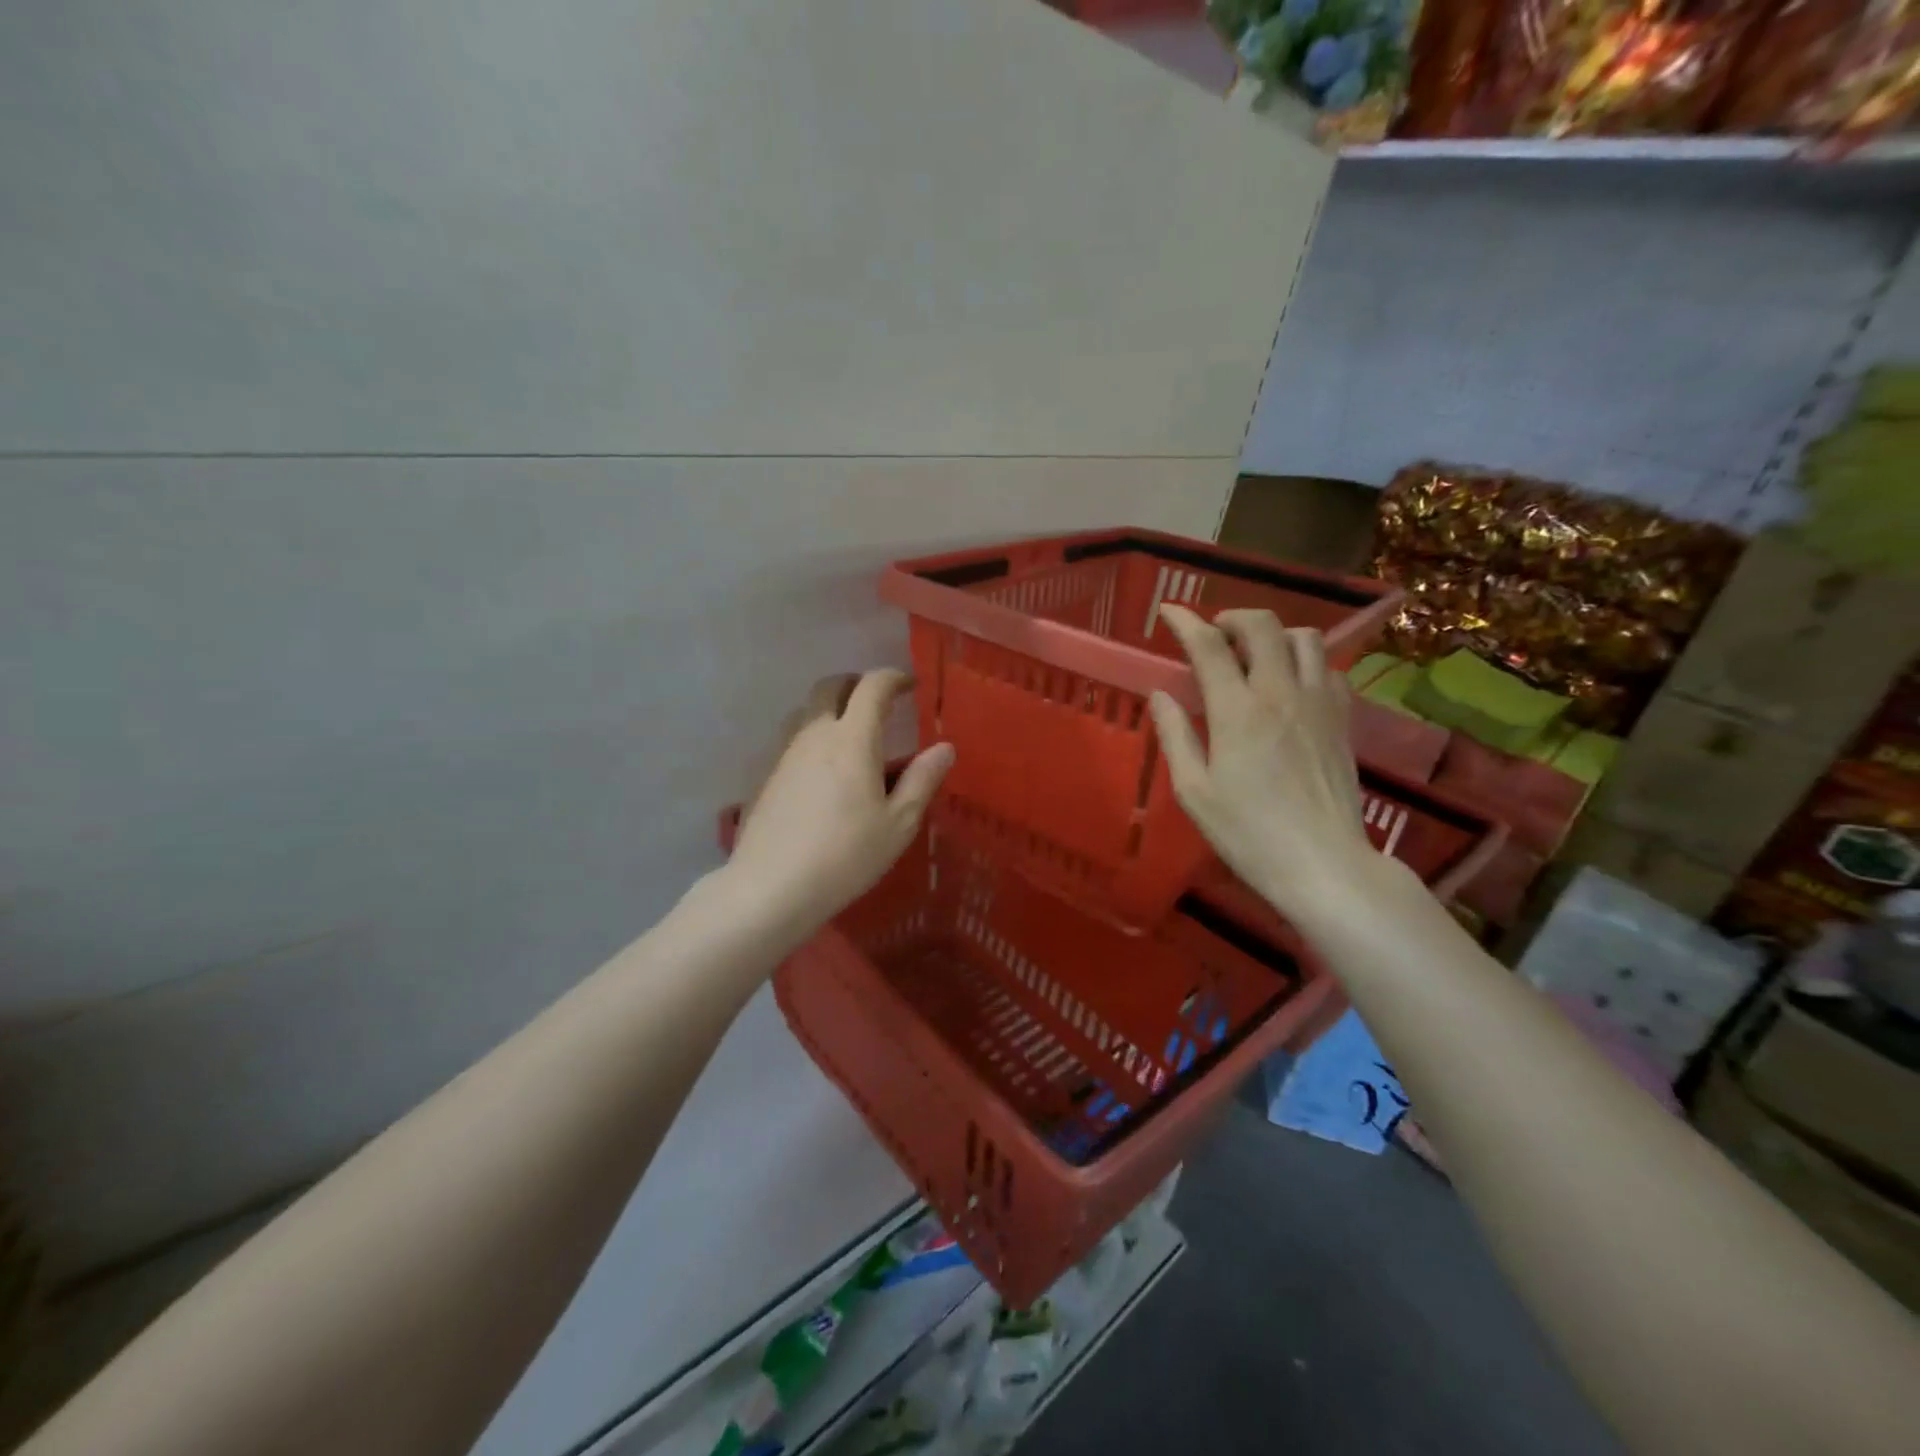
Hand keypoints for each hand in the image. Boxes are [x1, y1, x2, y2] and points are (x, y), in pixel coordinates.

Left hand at [727, 670, 953, 938]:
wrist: (770, 888)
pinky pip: (789, 739)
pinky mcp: (763, 775)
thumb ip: (922, 780)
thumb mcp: (898, 824)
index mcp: (851, 739)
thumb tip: (945, 747)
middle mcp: (813, 734)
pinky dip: (810, 737)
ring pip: (805, 711)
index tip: (910, 685)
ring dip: (829, 709)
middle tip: (877, 702)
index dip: (893, 678)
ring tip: (848, 735)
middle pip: (830, 687)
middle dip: (856, 684)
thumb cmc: (845, 856)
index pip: (872, 686)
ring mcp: (782, 753)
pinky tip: (819, 772)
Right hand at [1148, 605, 1378, 927]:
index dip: (1185, 622)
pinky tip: (1290, 683)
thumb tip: (1161, 694)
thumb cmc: (1247, 833)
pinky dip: (1305, 661)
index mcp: (1237, 711)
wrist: (1322, 863)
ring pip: (1304, 637)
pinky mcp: (1342, 719)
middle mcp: (1280, 693)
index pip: (1208, 646)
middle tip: (1213, 633)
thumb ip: (1175, 735)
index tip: (1169, 613)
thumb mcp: (1194, 791)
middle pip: (1263, 626)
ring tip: (1254, 653)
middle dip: (1233, 617)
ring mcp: (1318, 703)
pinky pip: (1328, 667)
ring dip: (1274, 634)